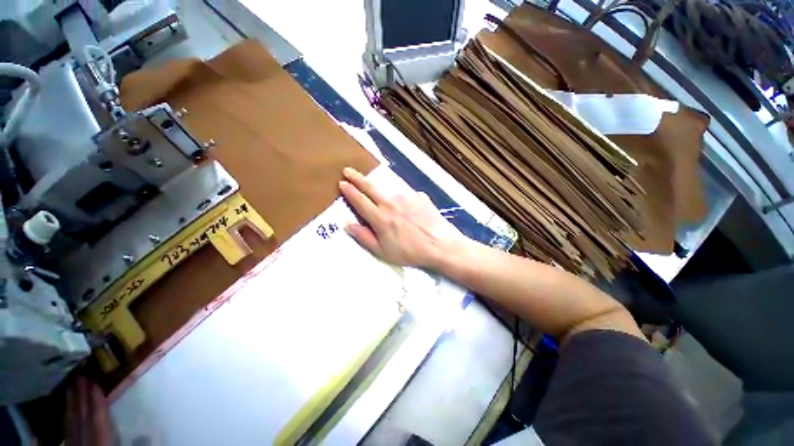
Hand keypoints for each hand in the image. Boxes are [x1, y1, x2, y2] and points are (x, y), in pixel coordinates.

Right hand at [339, 167, 466, 268]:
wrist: (440, 245)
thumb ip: (364, 237)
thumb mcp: (383, 251)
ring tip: (387, 204)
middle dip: (357, 178)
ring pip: (389, 192)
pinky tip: (409, 212)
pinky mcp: (419, 196)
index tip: (342, 183)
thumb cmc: (410, 252)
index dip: (349, 191)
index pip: (360, 200)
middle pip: (370, 187)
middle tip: (348, 170)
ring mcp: (406, 197)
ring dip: (382, 193)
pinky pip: (406, 196)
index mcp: (380, 217)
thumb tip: (348, 224)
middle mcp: (391, 203)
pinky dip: (403, 201)